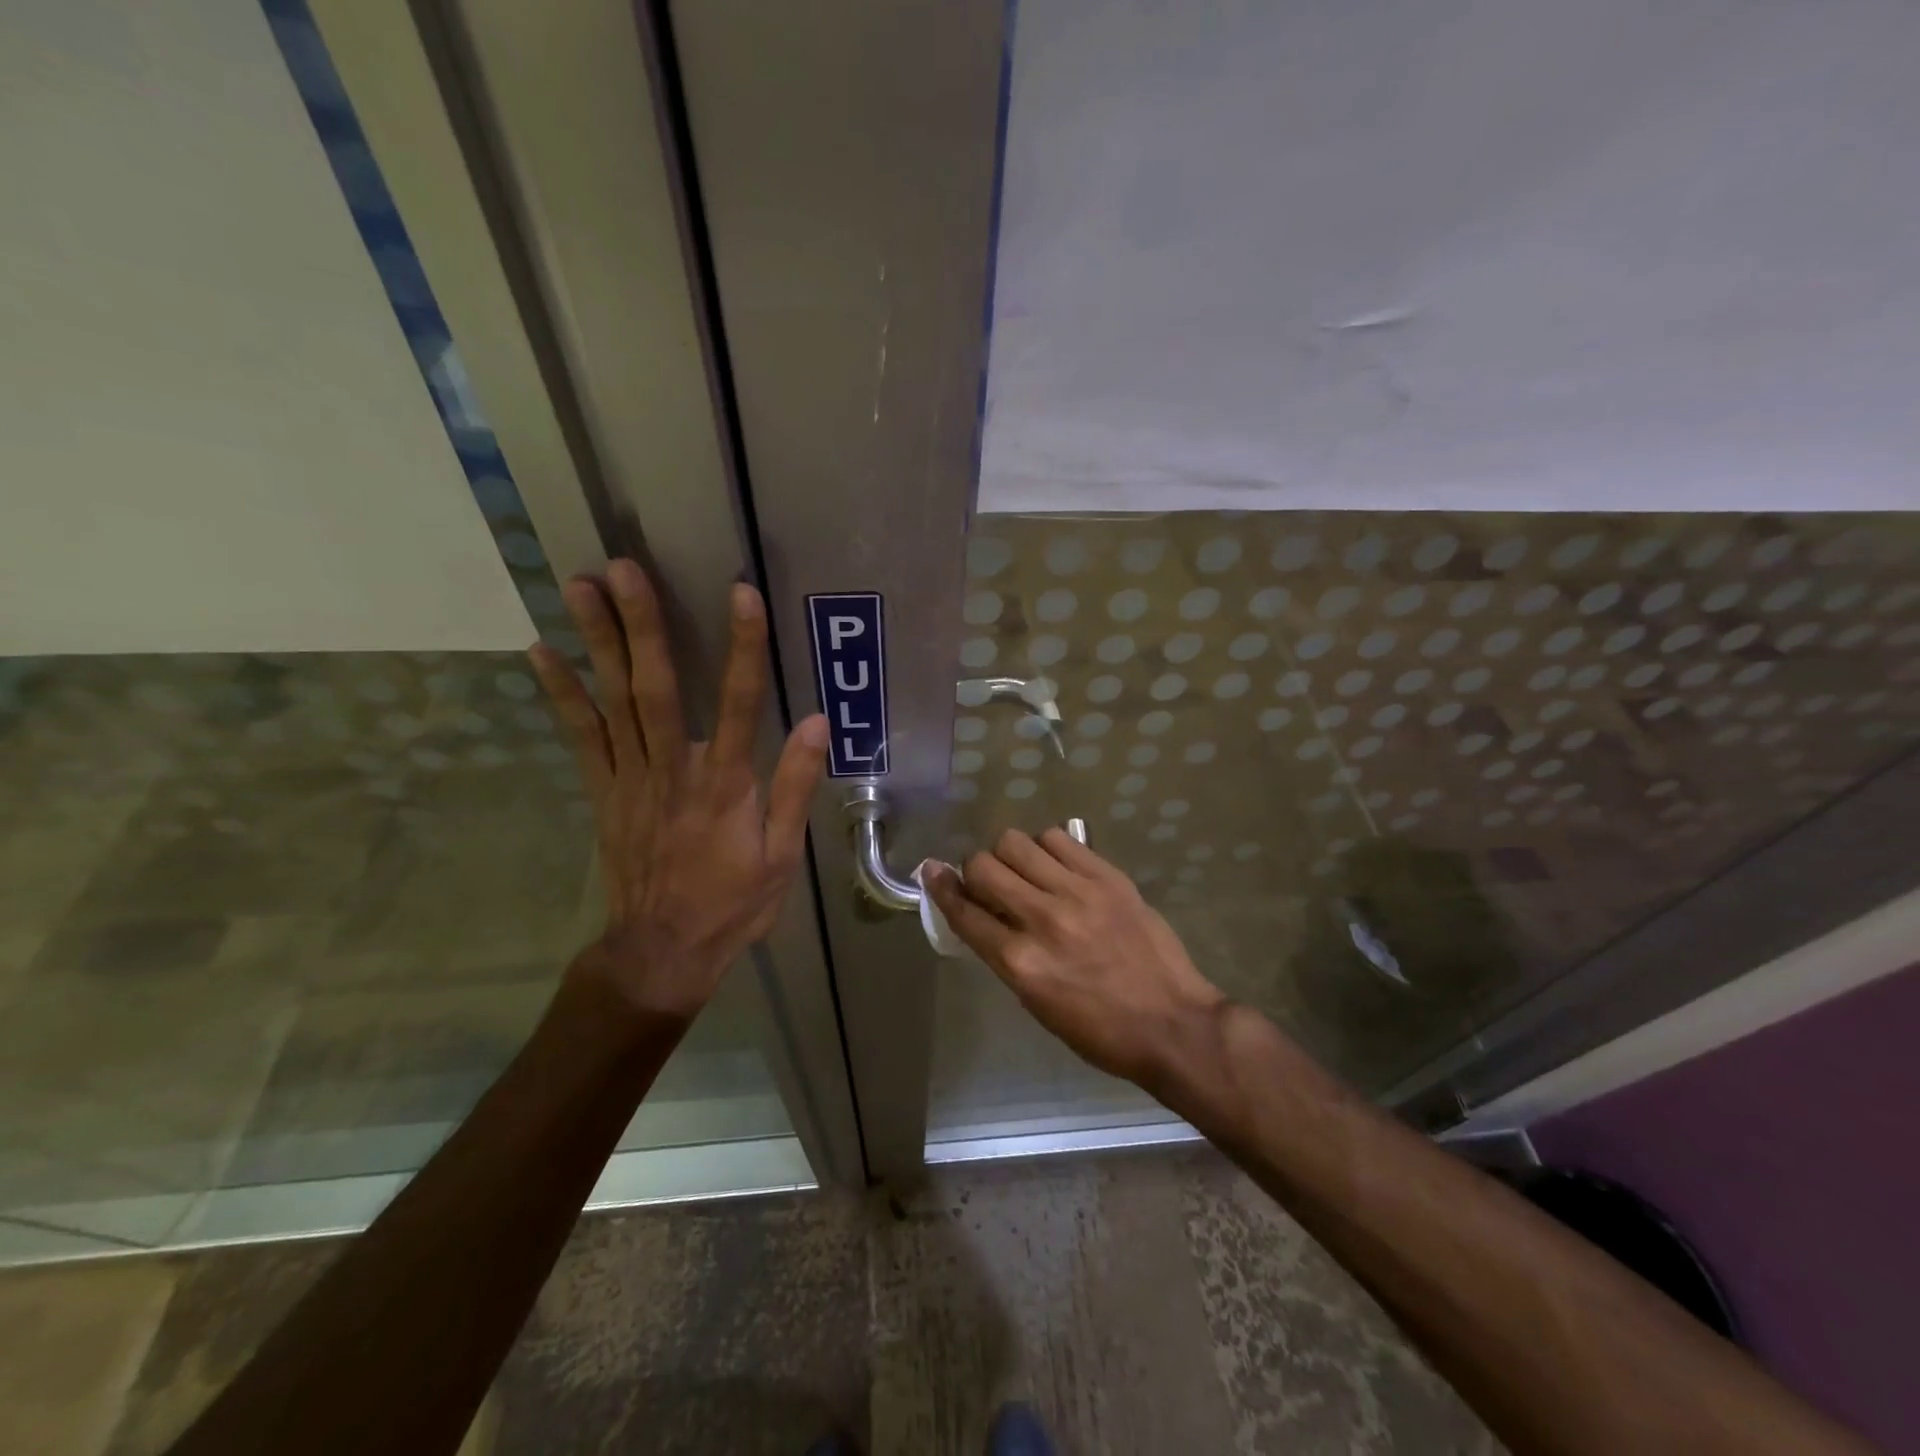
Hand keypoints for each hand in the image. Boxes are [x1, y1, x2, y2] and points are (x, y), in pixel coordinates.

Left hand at [528, 560, 827, 1019]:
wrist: (662, 951)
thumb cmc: (733, 902)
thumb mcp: (782, 855)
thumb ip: (796, 786)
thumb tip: (818, 723)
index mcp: (725, 785)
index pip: (740, 704)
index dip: (743, 647)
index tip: (741, 593)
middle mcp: (674, 771)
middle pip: (656, 689)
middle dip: (643, 625)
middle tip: (623, 568)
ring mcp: (630, 779)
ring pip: (613, 702)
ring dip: (597, 642)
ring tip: (580, 586)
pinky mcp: (603, 792)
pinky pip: (581, 737)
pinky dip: (561, 693)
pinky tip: (541, 652)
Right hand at [926, 830, 1227, 1087]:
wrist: (1173, 1023)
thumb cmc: (1101, 1031)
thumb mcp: (1038, 1004)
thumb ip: (1006, 955)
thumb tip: (984, 918)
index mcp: (1020, 963)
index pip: (964, 912)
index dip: (942, 888)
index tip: (932, 871)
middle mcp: (1042, 919)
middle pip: (984, 866)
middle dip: (976, 872)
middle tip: (991, 883)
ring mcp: (1077, 892)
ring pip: (1017, 842)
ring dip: (1012, 856)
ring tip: (1028, 872)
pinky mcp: (1107, 876)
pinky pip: (1059, 839)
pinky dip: (1047, 848)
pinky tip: (1057, 865)